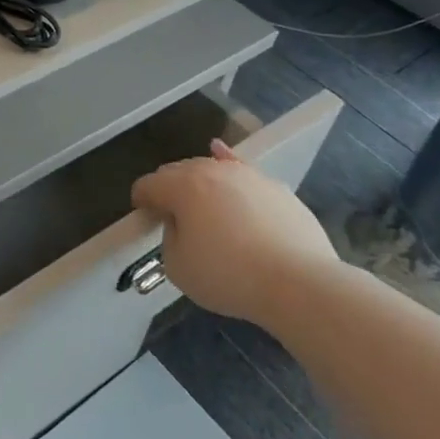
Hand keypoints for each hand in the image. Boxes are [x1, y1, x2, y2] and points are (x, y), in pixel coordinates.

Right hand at [131, 141, 342, 323]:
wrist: (299, 283)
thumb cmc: (228, 275)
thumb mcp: (177, 267)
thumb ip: (170, 237)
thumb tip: (182, 224)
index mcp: (182, 186)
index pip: (148, 185)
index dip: (141, 201)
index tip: (143, 218)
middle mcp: (212, 170)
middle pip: (178, 171)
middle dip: (168, 189)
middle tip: (171, 216)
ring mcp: (248, 176)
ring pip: (212, 169)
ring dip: (199, 183)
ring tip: (200, 204)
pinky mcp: (276, 188)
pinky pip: (243, 172)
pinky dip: (228, 166)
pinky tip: (221, 156)